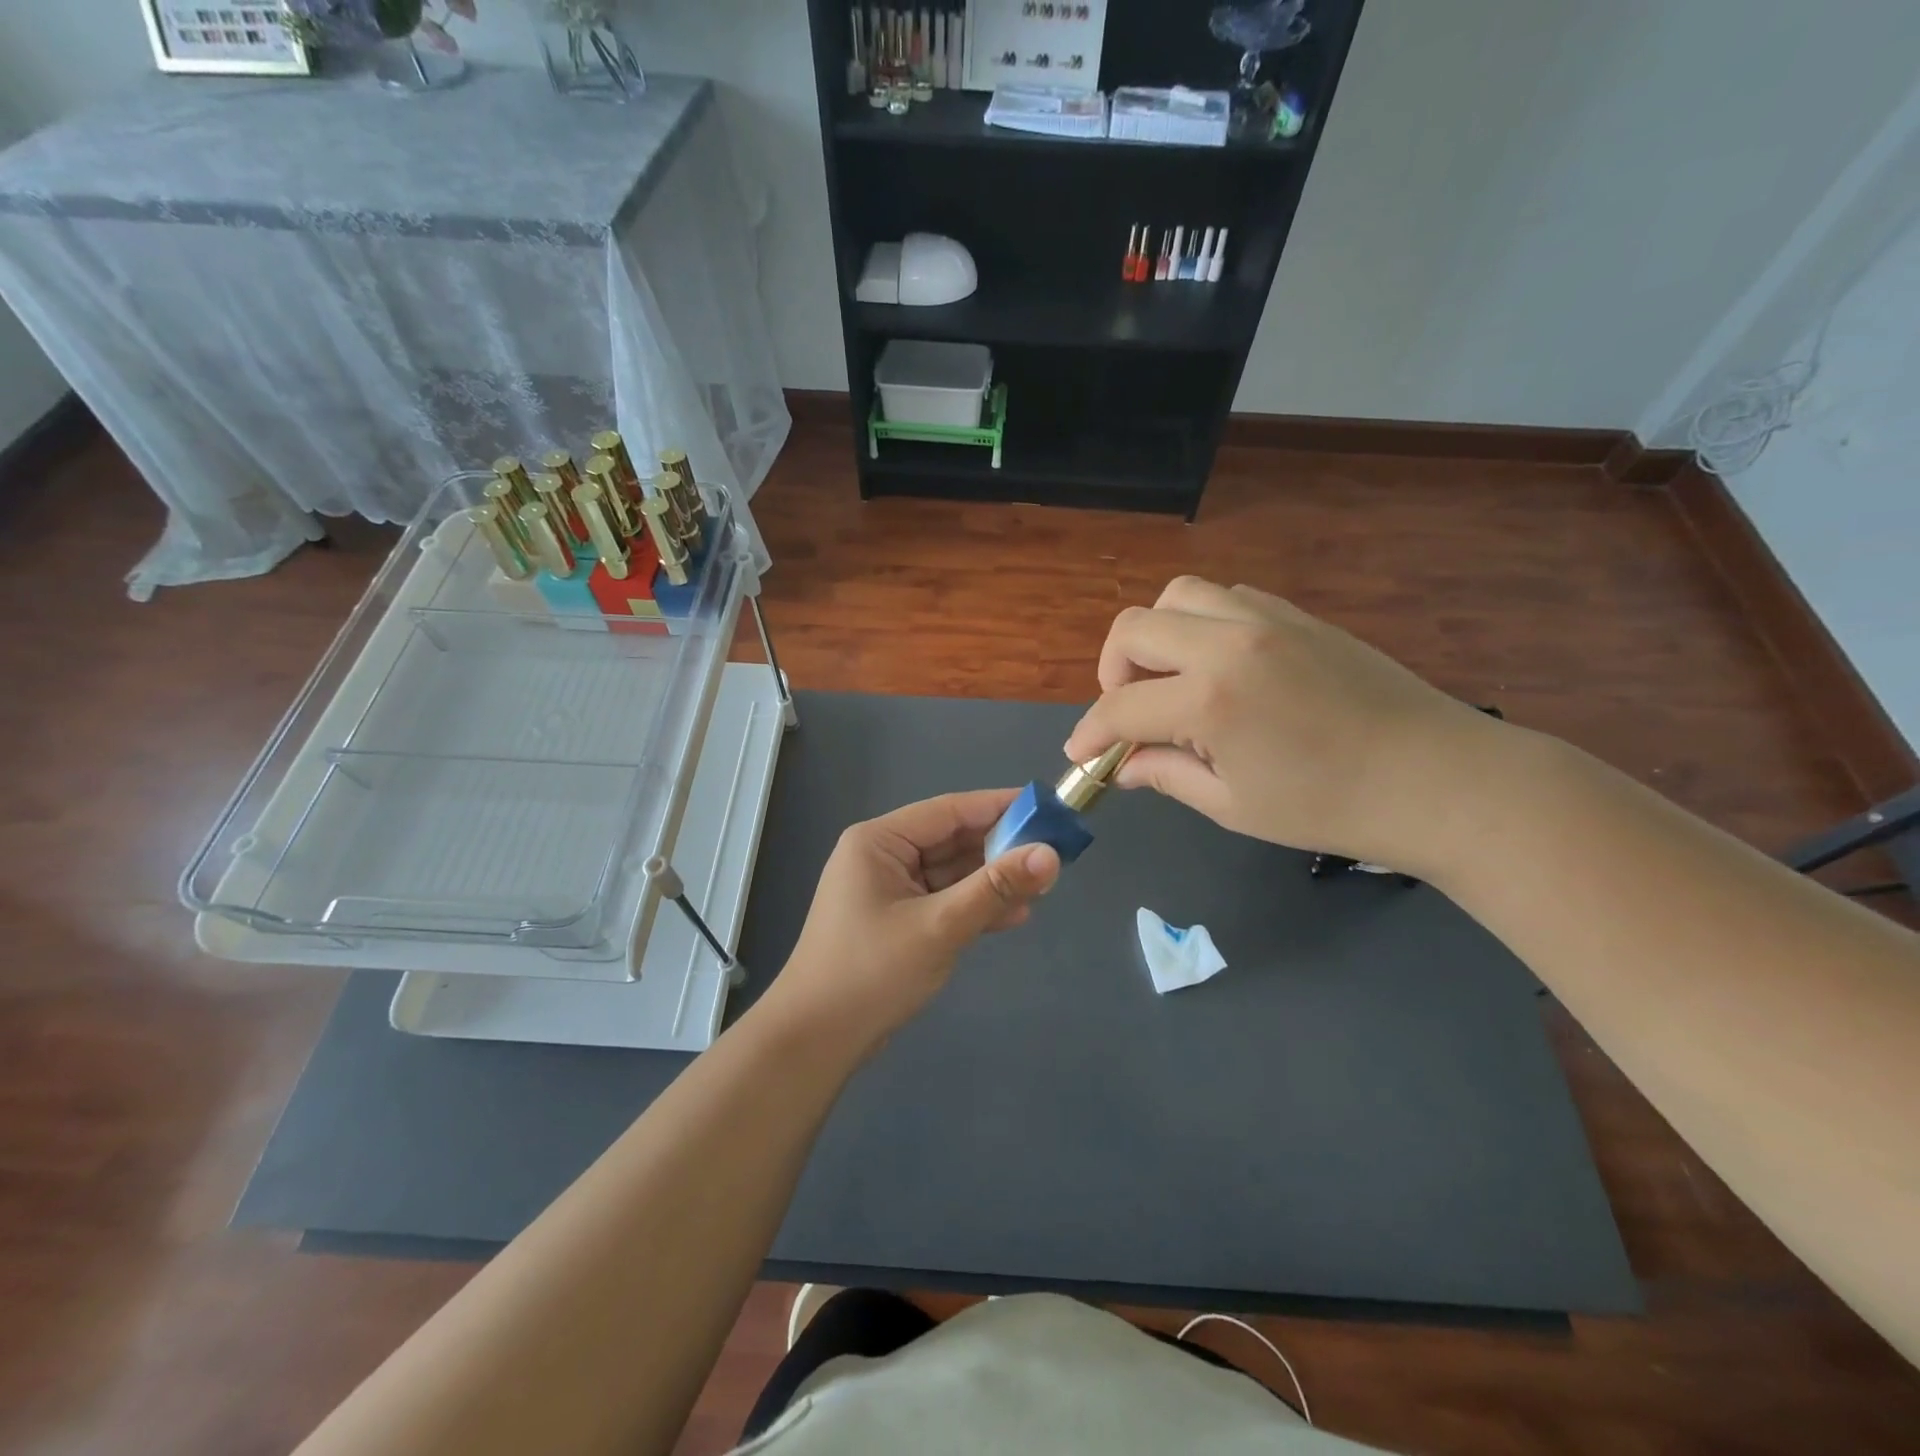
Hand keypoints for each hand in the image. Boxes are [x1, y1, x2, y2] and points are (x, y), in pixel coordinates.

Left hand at [758, 790, 1059, 1058]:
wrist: (815, 1041)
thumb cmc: (871, 972)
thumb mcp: (939, 926)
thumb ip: (994, 888)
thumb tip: (1050, 854)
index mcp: (879, 841)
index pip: (949, 810)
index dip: (999, 806)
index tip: (1047, 808)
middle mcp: (883, 857)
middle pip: (952, 841)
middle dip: (1000, 848)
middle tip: (1053, 853)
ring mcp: (889, 890)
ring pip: (951, 873)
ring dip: (991, 880)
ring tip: (1043, 886)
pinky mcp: (897, 921)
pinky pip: (943, 900)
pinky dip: (974, 906)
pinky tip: (1013, 914)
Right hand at [1064, 577, 1502, 873]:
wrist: (1438, 780)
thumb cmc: (1330, 807)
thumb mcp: (1234, 805)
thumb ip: (1166, 775)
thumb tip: (1122, 766)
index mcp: (1210, 700)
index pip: (1120, 708)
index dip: (1090, 734)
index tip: (1081, 755)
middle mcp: (1229, 643)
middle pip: (1134, 628)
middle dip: (1112, 672)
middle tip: (1129, 713)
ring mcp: (1267, 619)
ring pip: (1179, 596)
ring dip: (1157, 635)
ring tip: (1171, 680)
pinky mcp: (1298, 614)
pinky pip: (1227, 598)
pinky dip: (1202, 623)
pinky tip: (1219, 665)